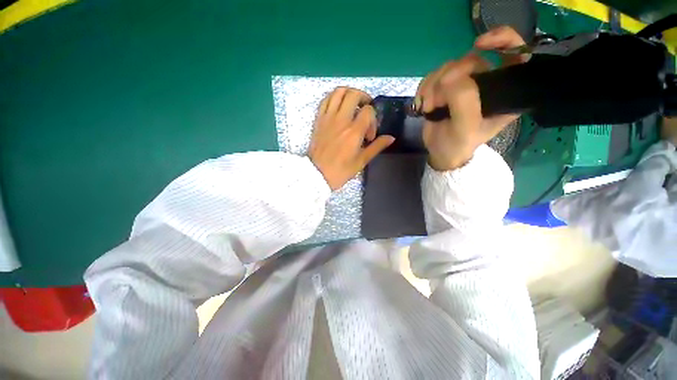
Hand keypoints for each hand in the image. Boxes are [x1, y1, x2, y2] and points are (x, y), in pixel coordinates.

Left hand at [309, 87, 394, 189]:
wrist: (317, 174)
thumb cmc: (340, 170)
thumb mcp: (361, 161)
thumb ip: (376, 147)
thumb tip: (391, 137)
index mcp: (354, 131)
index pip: (368, 111)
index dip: (373, 120)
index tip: (369, 135)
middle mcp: (341, 120)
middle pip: (354, 94)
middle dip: (364, 99)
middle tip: (365, 110)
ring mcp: (328, 118)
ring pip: (338, 92)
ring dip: (349, 93)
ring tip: (353, 104)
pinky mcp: (318, 120)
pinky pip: (325, 100)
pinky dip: (334, 98)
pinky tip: (338, 106)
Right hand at [416, 26, 527, 170]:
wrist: (440, 153)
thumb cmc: (458, 145)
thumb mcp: (466, 129)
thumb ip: (464, 101)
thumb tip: (450, 77)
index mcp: (504, 92)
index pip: (516, 53)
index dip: (503, 40)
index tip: (480, 44)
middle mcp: (486, 83)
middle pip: (471, 60)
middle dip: (448, 79)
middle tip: (436, 102)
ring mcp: (464, 85)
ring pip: (448, 68)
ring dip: (432, 87)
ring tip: (428, 107)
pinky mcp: (446, 89)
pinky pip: (434, 76)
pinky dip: (424, 88)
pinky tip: (422, 103)